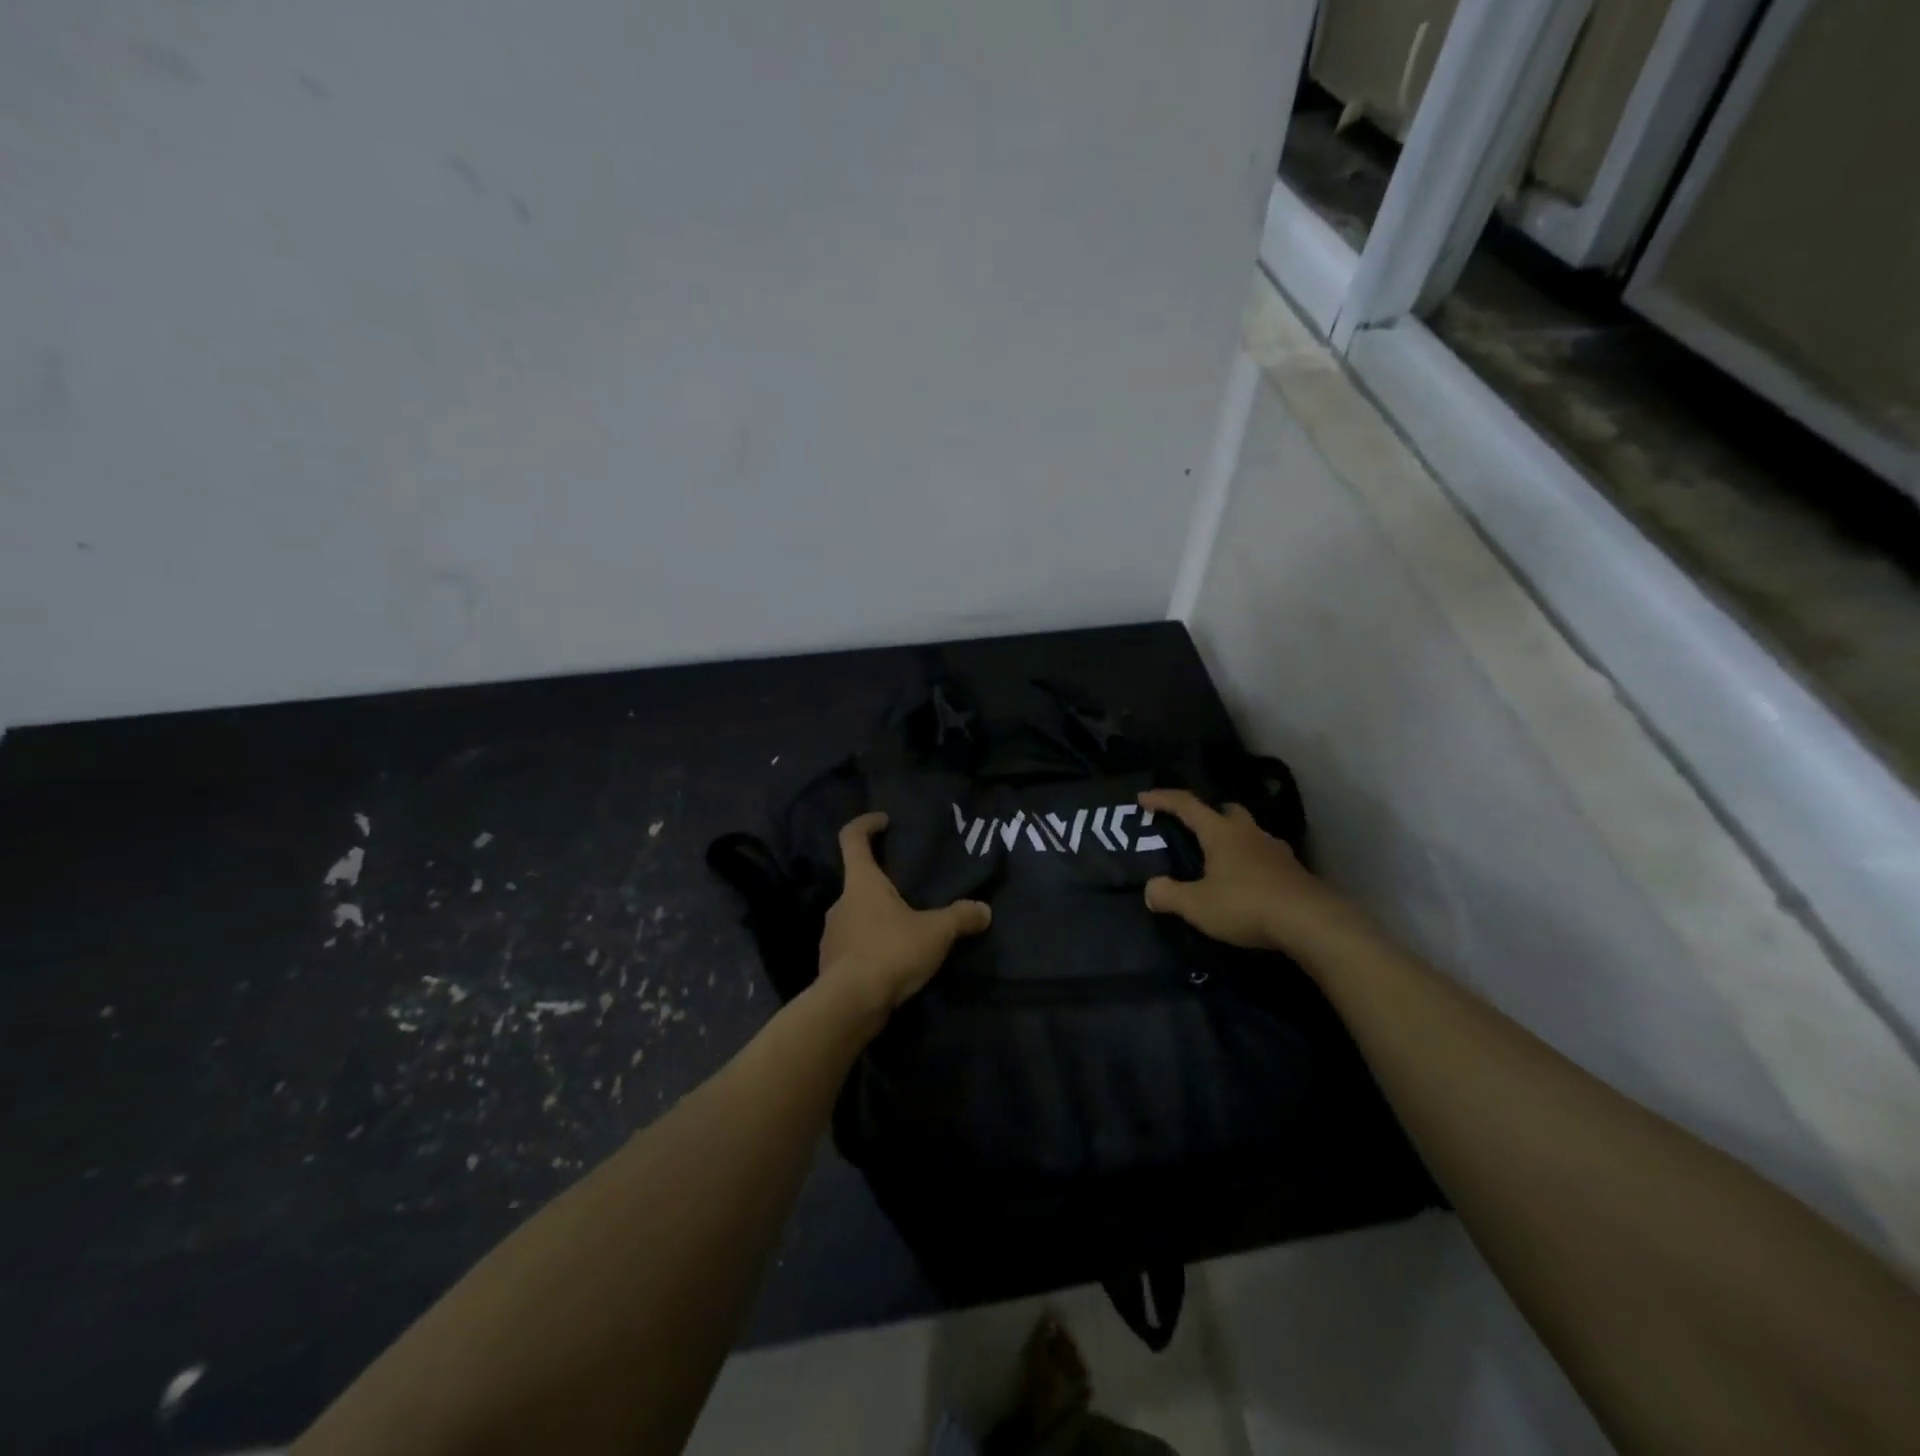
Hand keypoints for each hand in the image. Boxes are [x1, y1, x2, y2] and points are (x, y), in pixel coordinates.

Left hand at [817, 812, 991, 1021]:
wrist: (849, 1005)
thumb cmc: (890, 952)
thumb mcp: (935, 933)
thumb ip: (960, 918)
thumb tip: (984, 910)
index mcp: (861, 883)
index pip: (852, 839)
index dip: (866, 824)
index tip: (883, 821)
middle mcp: (840, 903)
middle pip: (858, 882)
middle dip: (882, 884)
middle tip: (910, 892)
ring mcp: (832, 935)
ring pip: (856, 917)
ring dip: (877, 920)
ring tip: (906, 933)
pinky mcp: (831, 965)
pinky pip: (853, 947)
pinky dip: (870, 949)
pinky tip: (892, 964)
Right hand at [1138, 789, 1358, 956]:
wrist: (1311, 923)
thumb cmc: (1246, 904)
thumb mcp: (1197, 905)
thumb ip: (1169, 895)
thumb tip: (1150, 889)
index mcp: (1221, 833)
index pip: (1187, 805)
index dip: (1163, 799)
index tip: (1143, 798)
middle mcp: (1249, 833)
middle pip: (1227, 810)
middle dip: (1209, 814)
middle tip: (1194, 829)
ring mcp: (1276, 850)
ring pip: (1250, 833)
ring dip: (1234, 840)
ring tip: (1221, 862)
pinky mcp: (1294, 872)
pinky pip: (1266, 857)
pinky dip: (1252, 863)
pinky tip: (1248, 883)